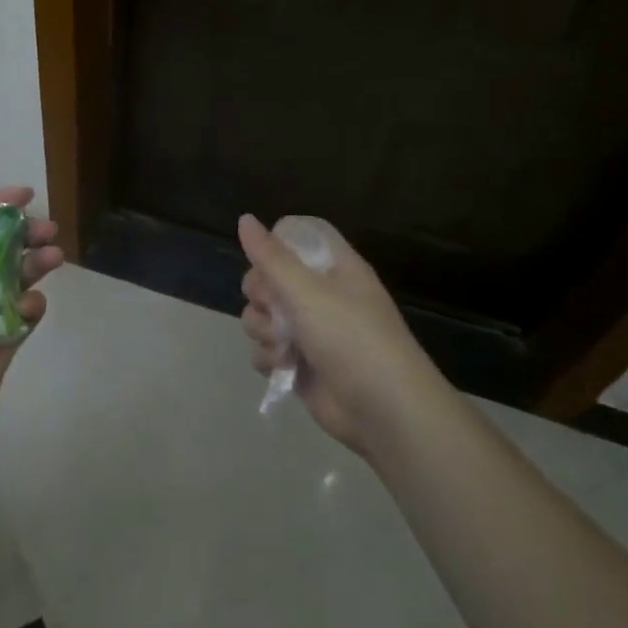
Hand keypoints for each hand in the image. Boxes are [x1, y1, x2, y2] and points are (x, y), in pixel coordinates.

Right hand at [238, 214, 449, 455]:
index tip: (265, 259)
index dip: (276, 243)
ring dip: (262, 329)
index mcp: (333, 268)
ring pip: (261, 315)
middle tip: (274, 306)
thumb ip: (271, 256)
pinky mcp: (298, 362)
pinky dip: (268, 357)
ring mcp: (309, 330)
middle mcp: (320, 295)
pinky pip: (265, 348)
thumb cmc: (350, 337)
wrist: (382, 409)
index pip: (297, 237)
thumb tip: (244, 218)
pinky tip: (282, 365)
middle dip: (260, 294)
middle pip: (268, 277)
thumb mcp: (307, 290)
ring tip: (282, 344)